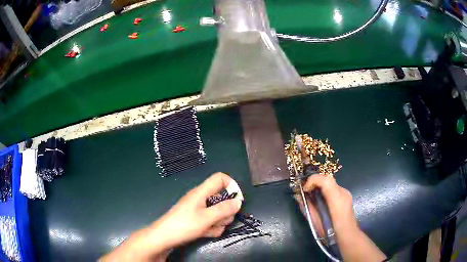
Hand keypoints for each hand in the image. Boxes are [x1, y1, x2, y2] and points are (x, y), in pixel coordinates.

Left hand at [101, 172, 242, 261]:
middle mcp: (201, 198)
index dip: (231, 185)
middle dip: (226, 211)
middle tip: (220, 221)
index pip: (220, 178)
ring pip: (218, 212)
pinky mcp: (197, 219)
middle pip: (222, 198)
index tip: (237, 200)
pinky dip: (212, 227)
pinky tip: (205, 233)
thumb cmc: (184, 225)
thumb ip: (224, 209)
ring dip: (219, 222)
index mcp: (202, 192)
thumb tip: (239, 201)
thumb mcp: (206, 218)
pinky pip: (211, 221)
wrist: (164, 237)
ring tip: (210, 229)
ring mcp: (199, 209)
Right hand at [295, 174, 385, 261]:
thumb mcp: (316, 222)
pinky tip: (321, 200)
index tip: (304, 189)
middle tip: (305, 191)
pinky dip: (325, 190)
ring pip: (330, 183)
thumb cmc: (331, 232)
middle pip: (328, 178)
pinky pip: (333, 188)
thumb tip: (298, 196)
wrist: (348, 236)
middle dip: (314, 181)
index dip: (313, 180)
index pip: (326, 180)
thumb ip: (308, 207)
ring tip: (311, 195)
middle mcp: (343, 193)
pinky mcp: (346, 196)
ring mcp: (346, 193)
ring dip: (319, 185)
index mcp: (337, 200)